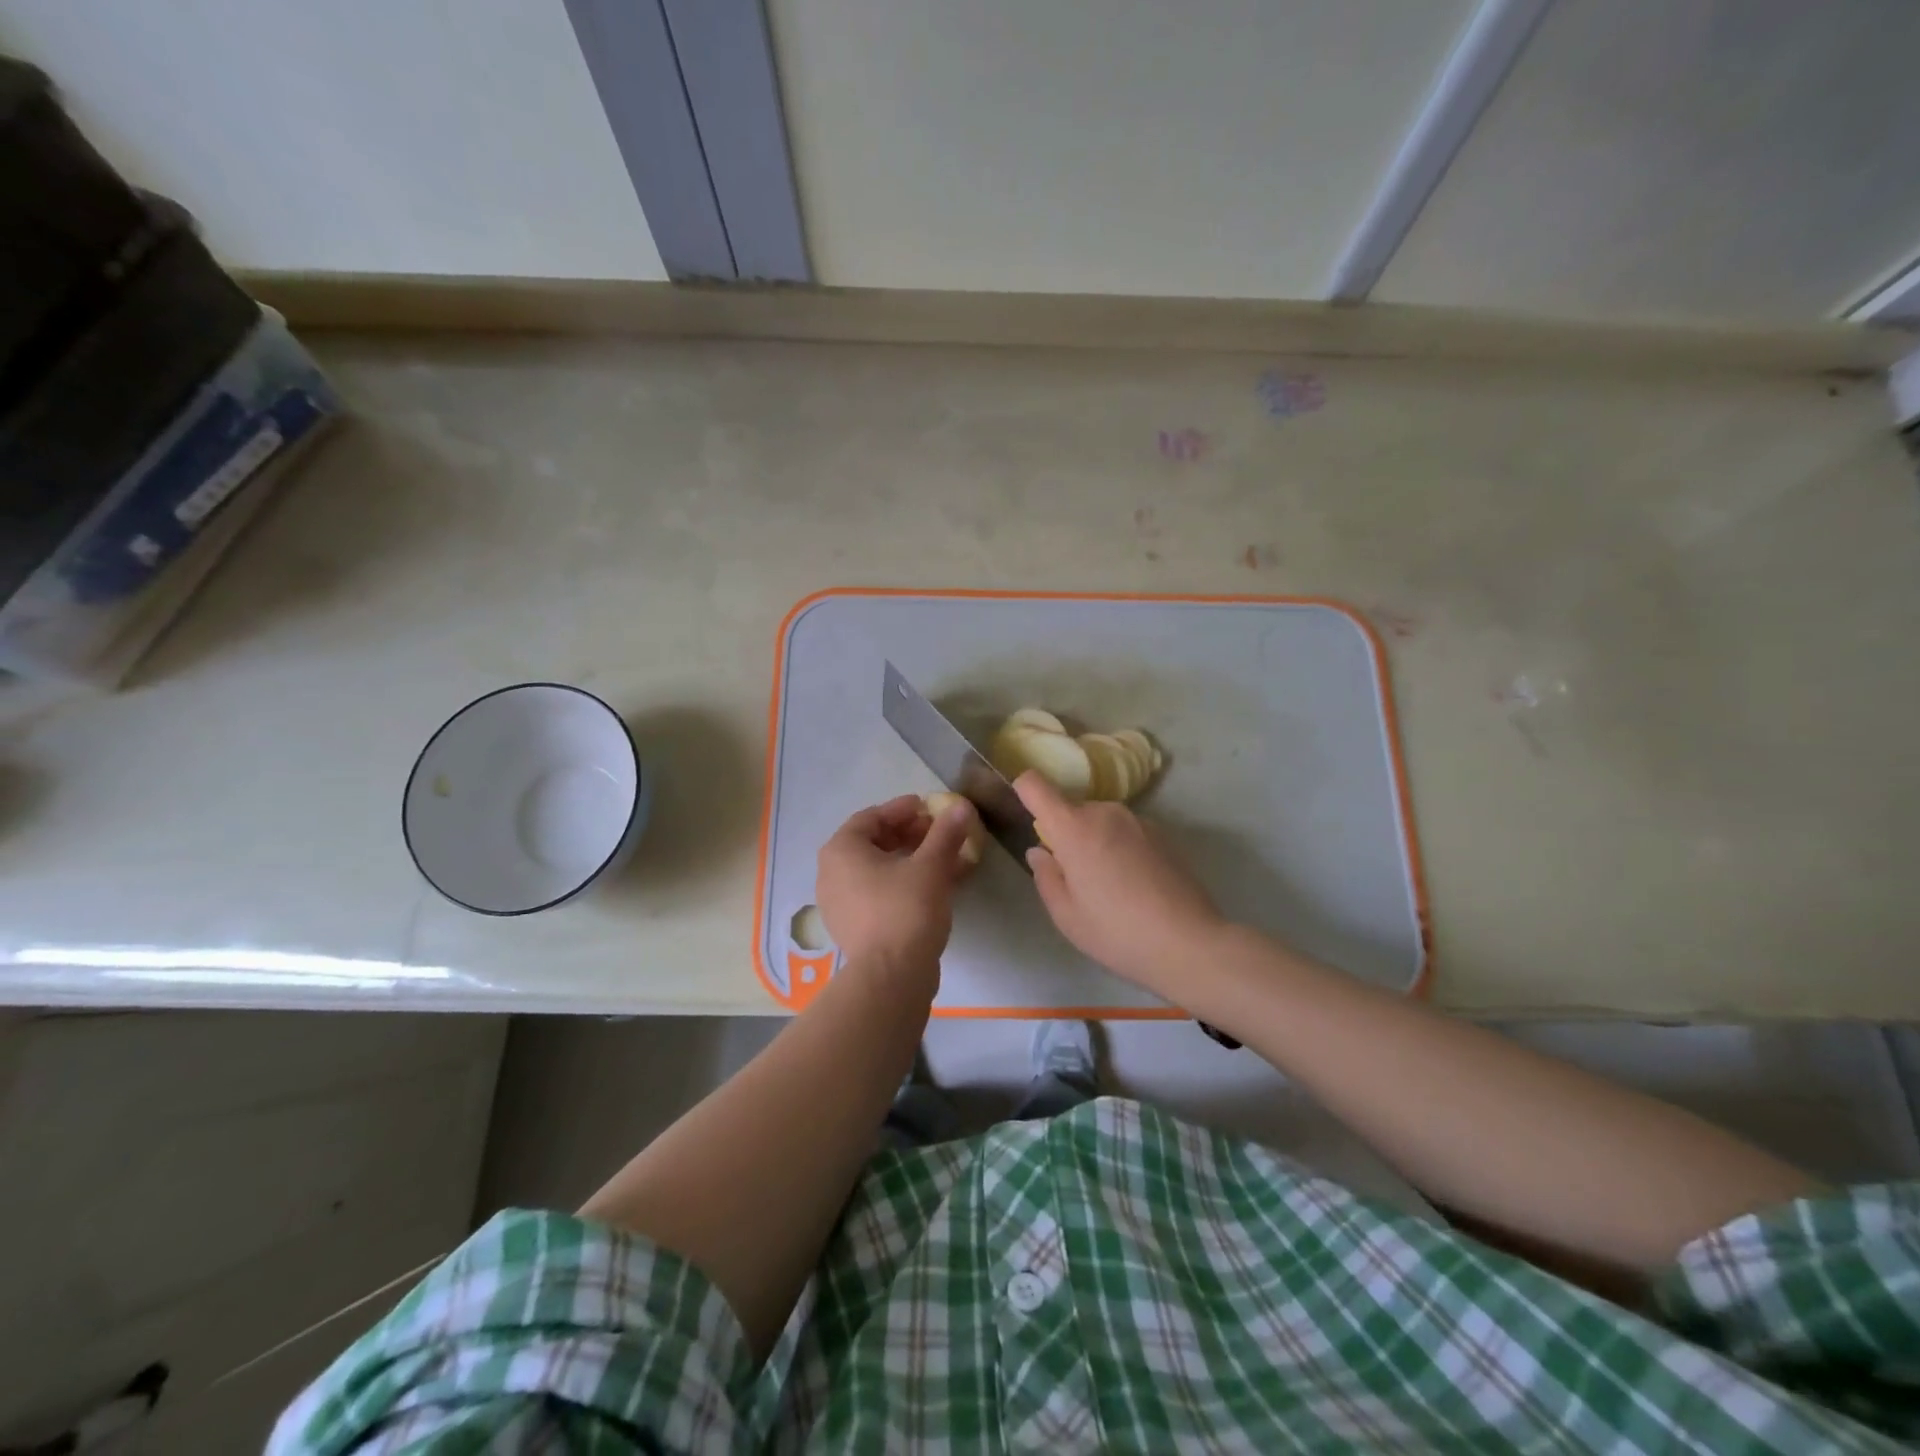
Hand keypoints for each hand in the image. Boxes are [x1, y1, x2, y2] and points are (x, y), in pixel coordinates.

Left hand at [815, 794, 978, 980]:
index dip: (903, 810)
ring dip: (910, 860)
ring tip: (943, 859)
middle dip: (909, 835)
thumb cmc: (906, 910)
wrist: (891, 977)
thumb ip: (945, 833)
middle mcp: (831, 873)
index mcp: (841, 850)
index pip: (872, 817)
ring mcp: (839, 903)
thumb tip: (960, 807)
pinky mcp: (852, 927)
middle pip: (873, 842)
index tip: (930, 809)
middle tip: (939, 834)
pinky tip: (933, 887)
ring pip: (877, 870)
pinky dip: (903, 884)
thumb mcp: (931, 866)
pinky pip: (877, 893)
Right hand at [1015, 772, 1226, 994]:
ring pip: (1100, 821)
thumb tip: (1040, 851)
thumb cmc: (1116, 932)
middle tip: (1075, 877)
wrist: (1190, 943)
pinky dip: (1121, 849)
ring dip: (1095, 842)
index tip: (1025, 814)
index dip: (1024, 792)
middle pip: (1071, 809)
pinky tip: (1136, 887)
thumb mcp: (1066, 915)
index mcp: (1074, 828)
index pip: (1035, 785)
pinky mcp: (1163, 833)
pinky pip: (1126, 832)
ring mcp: (1138, 820)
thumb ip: (1046, 876)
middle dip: (1066, 834)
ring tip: (1109, 887)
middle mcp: (1105, 812)